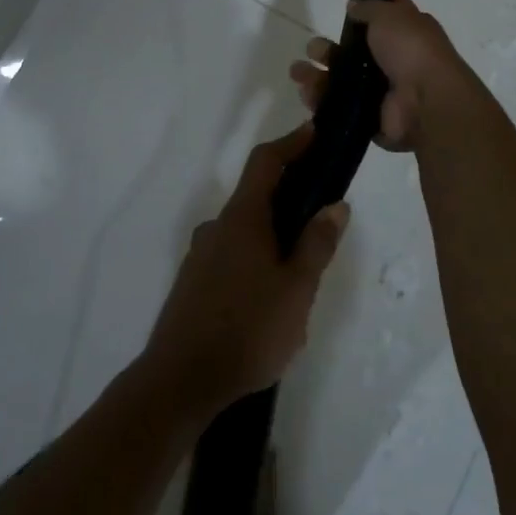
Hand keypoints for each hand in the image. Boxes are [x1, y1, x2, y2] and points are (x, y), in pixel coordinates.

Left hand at [140, 125, 348, 421]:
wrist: (179, 382)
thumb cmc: (247, 329)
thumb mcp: (297, 289)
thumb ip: (317, 244)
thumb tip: (335, 204)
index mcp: (242, 219)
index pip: (265, 163)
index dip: (290, 143)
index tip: (313, 132)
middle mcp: (217, 228)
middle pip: (256, 197)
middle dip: (289, 199)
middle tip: (320, 221)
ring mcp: (200, 256)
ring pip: (244, 232)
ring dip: (272, 236)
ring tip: (300, 273)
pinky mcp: (192, 284)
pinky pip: (231, 256)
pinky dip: (254, 259)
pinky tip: (269, 299)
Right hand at [289, 0, 471, 149]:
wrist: (426, 102)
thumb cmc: (412, 49)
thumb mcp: (390, 15)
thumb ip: (369, 8)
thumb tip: (353, 5)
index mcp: (407, 33)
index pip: (384, 17)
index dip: (365, 9)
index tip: (344, 5)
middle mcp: (394, 61)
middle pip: (354, 53)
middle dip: (329, 49)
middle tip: (312, 49)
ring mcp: (381, 92)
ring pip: (342, 82)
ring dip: (318, 75)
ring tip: (297, 72)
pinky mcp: (369, 118)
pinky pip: (339, 107)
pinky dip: (321, 101)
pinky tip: (306, 93)